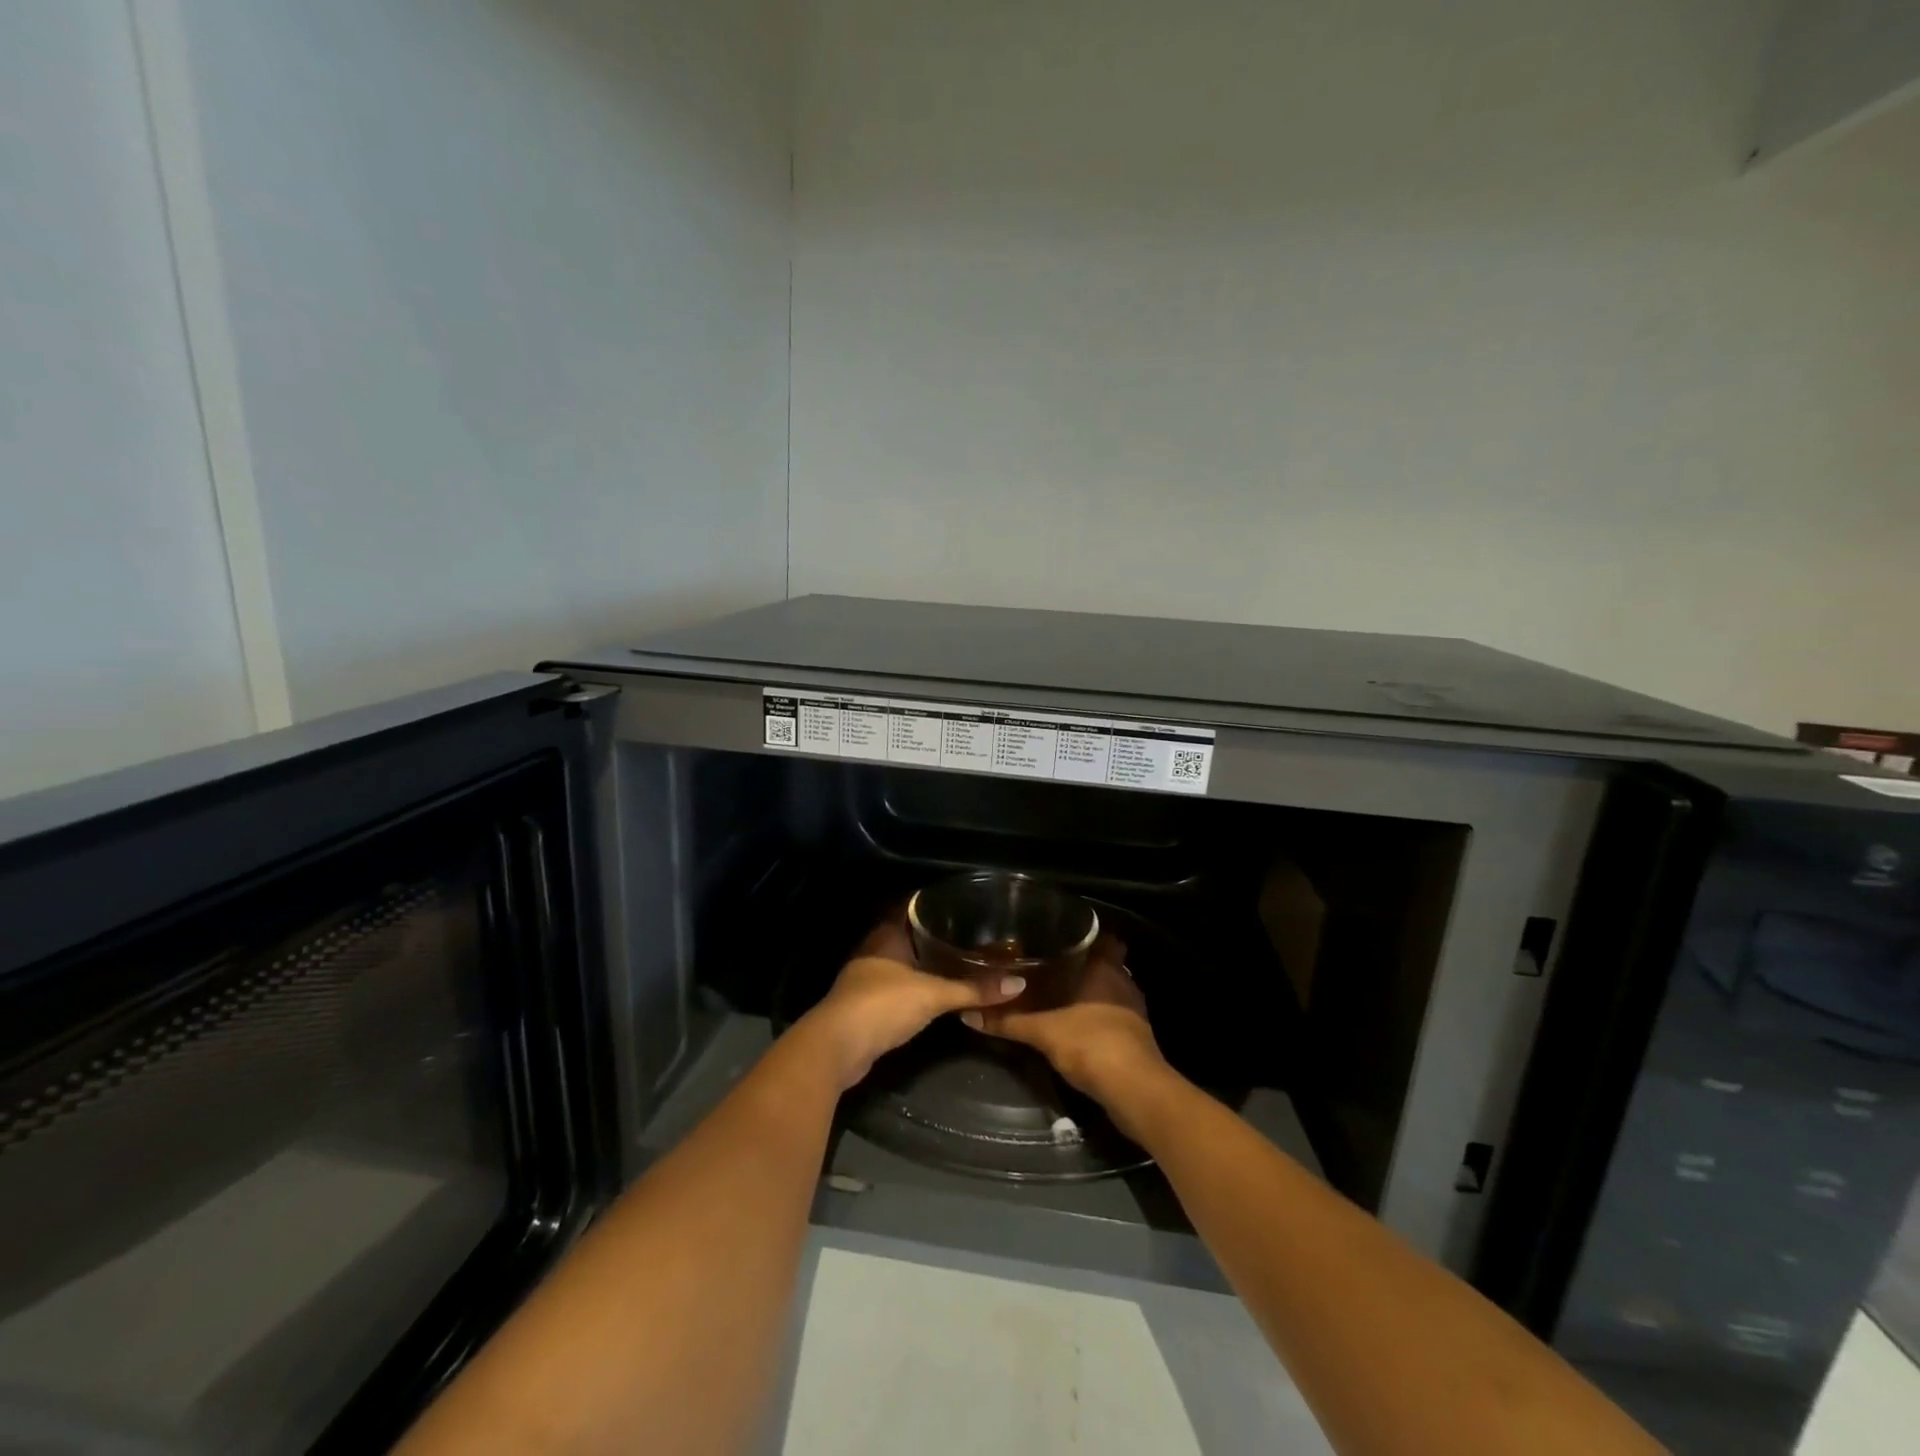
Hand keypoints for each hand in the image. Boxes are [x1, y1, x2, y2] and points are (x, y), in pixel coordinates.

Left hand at [800, 911, 1028, 1090]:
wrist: (837, 1048)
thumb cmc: (882, 1005)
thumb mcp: (932, 994)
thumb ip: (973, 989)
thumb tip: (1018, 984)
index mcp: (886, 935)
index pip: (910, 908)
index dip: (932, 905)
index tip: (961, 904)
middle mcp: (875, 951)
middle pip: (908, 936)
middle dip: (934, 937)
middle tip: (970, 935)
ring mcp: (868, 979)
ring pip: (903, 964)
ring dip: (926, 965)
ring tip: (960, 962)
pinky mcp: (868, 1007)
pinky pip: (899, 988)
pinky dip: (917, 989)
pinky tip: (937, 993)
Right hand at [960, 934, 1168, 1109]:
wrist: (1134, 1091)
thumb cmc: (1091, 1044)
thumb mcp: (1043, 1032)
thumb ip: (1008, 1021)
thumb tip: (969, 1013)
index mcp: (1106, 968)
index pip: (1103, 938)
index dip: (1086, 935)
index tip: (1060, 935)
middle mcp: (1123, 982)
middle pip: (1106, 963)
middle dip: (1083, 964)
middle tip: (1050, 964)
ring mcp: (1133, 1010)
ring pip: (1110, 990)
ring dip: (1090, 992)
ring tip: (1058, 992)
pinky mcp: (1136, 1036)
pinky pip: (1113, 1014)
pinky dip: (1096, 1015)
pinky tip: (1074, 1023)